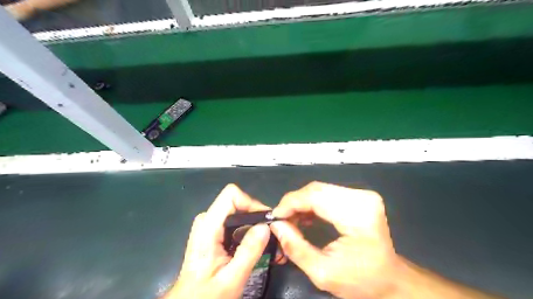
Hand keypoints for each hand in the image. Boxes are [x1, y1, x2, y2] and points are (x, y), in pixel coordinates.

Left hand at [166, 184, 270, 298]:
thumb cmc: (206, 295)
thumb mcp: (231, 278)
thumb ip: (249, 251)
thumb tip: (265, 226)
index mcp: (207, 226)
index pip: (231, 195)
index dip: (251, 203)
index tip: (265, 221)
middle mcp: (207, 220)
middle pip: (236, 202)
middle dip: (255, 215)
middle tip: (270, 233)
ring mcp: (210, 225)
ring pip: (237, 210)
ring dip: (253, 223)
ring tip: (267, 239)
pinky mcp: (214, 231)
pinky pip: (235, 220)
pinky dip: (247, 228)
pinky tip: (255, 243)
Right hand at [269, 181, 401, 298]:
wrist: (390, 280)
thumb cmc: (361, 281)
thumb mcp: (322, 272)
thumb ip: (295, 247)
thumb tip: (275, 225)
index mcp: (357, 215)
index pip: (315, 196)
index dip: (290, 203)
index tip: (275, 217)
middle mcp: (362, 198)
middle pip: (316, 189)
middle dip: (294, 203)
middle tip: (281, 220)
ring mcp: (362, 195)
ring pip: (320, 189)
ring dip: (302, 203)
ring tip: (292, 220)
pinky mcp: (359, 197)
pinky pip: (327, 193)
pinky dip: (312, 203)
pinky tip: (305, 217)